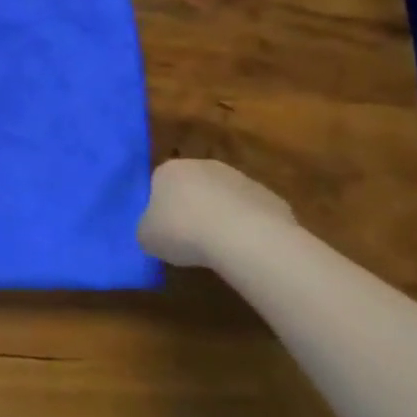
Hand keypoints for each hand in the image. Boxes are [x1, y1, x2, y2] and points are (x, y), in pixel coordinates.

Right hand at [138, 158, 293, 267]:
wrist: (245, 238)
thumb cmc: (184, 232)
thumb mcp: (147, 236)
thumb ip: (148, 229)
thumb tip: (155, 231)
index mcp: (169, 170)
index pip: (159, 184)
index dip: (162, 208)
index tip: (165, 230)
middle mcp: (203, 166)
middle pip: (194, 187)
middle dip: (193, 208)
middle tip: (191, 239)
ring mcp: (240, 179)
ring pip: (225, 199)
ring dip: (223, 217)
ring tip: (222, 248)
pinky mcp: (270, 197)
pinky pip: (253, 214)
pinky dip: (250, 229)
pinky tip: (247, 249)